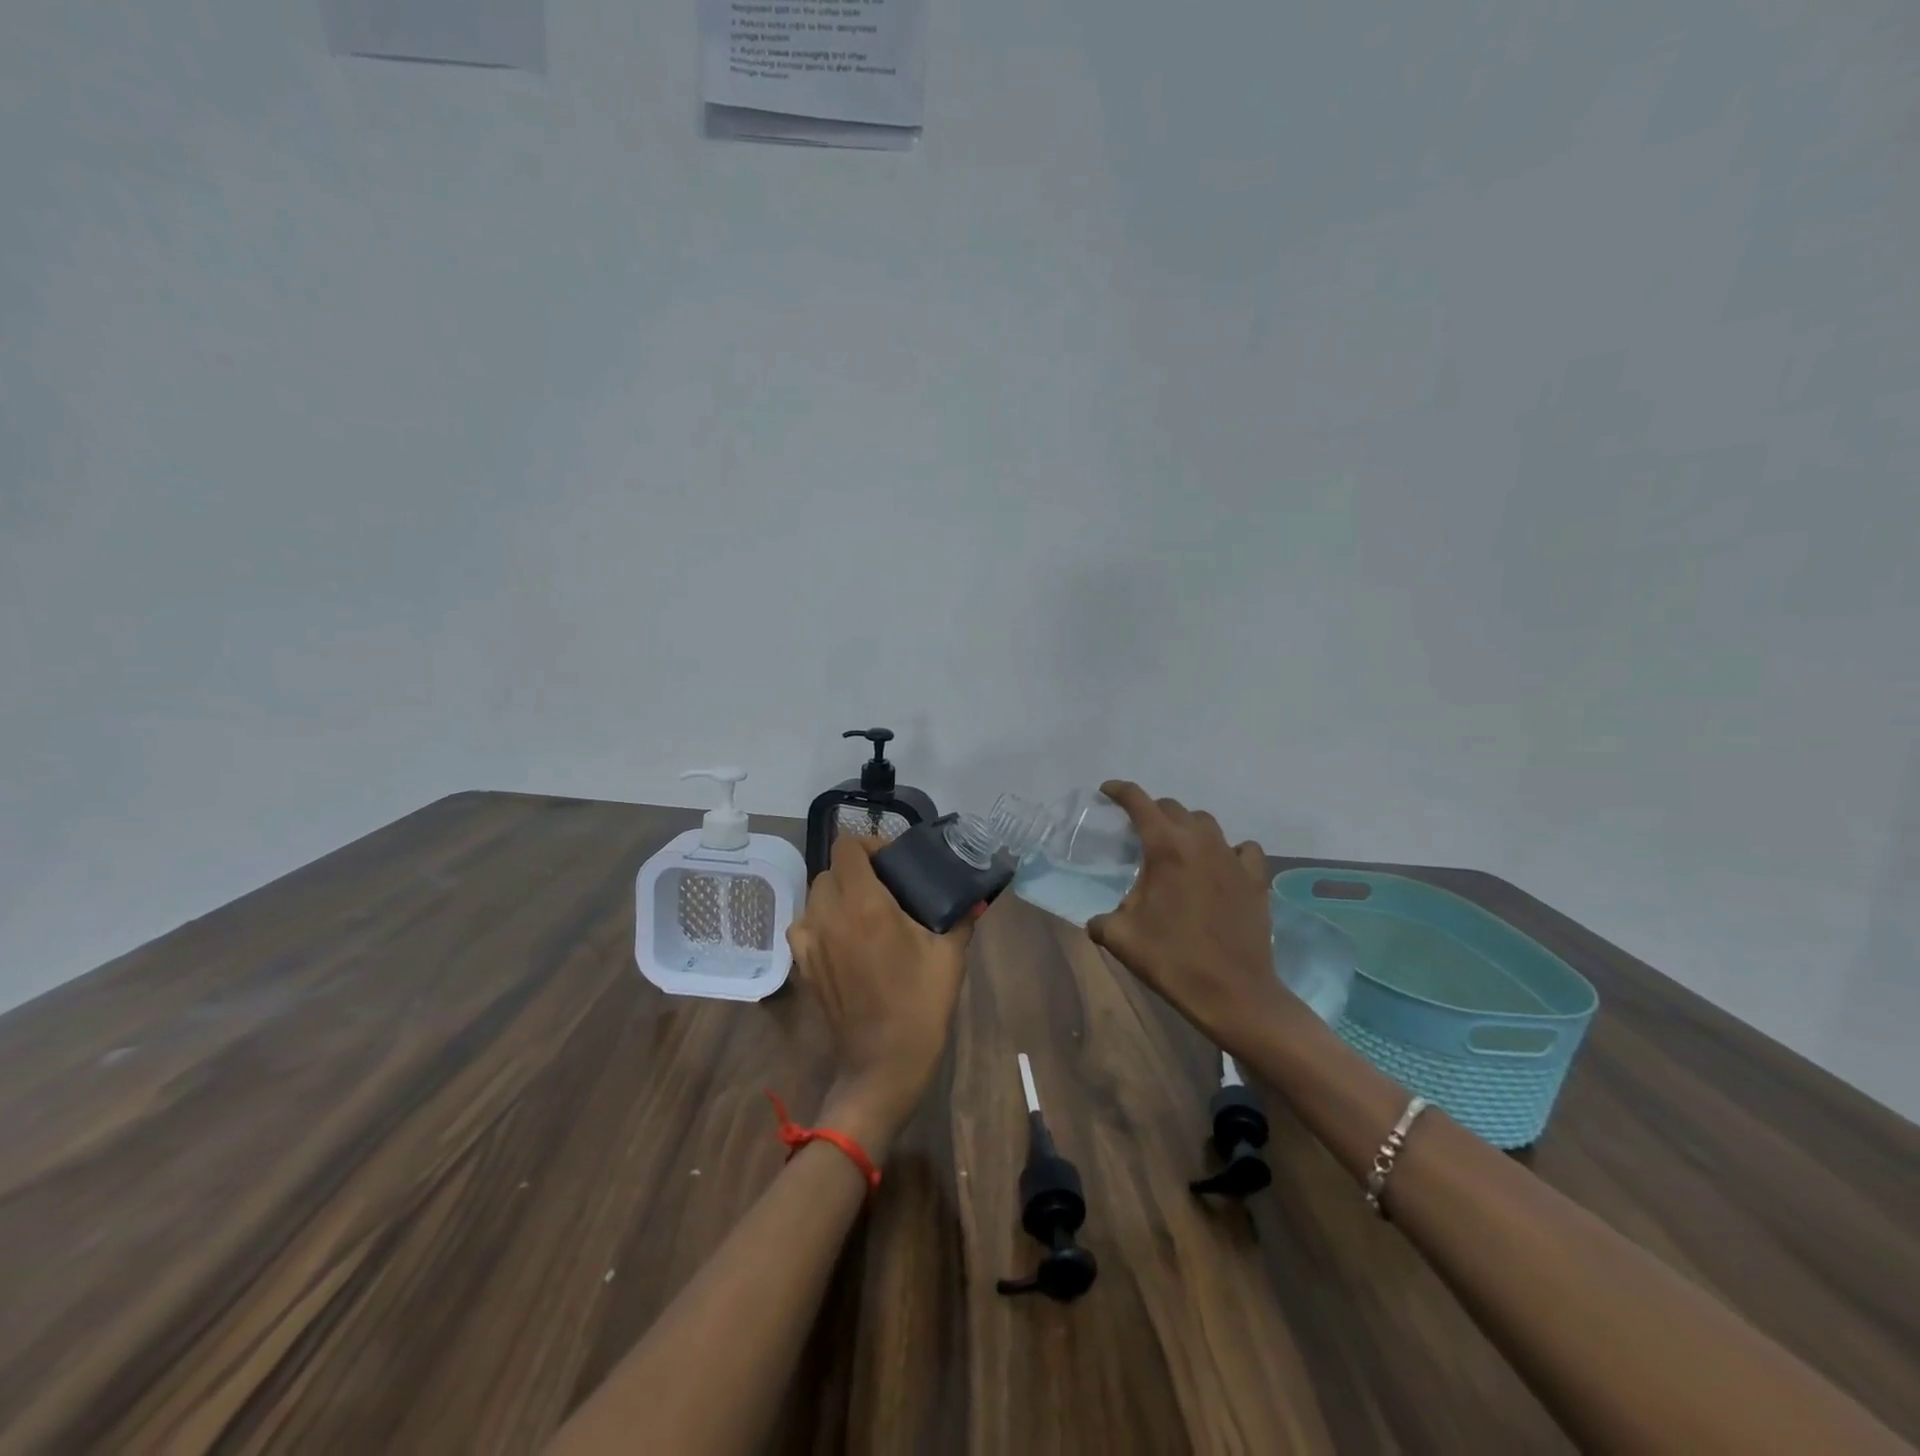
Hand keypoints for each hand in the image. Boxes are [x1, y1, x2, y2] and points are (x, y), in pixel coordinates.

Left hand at [786, 835, 974, 1160]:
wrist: (883, 1065)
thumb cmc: (919, 1006)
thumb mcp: (949, 956)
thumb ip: (960, 918)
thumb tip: (974, 897)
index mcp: (865, 905)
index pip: (847, 848)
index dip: (868, 845)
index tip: (892, 861)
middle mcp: (829, 916)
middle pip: (829, 871)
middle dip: (855, 870)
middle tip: (885, 887)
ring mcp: (810, 943)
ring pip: (813, 897)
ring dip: (835, 894)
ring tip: (864, 911)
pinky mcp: (803, 967)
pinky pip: (803, 926)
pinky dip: (819, 921)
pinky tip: (842, 938)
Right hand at [1086, 781, 1292, 1043]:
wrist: (1234, 993)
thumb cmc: (1172, 960)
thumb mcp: (1120, 938)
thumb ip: (1102, 920)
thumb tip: (1098, 920)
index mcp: (1165, 847)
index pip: (1139, 802)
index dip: (1120, 791)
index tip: (1108, 791)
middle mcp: (1201, 841)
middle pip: (1173, 808)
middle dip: (1152, 812)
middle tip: (1138, 831)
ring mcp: (1233, 858)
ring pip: (1206, 824)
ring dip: (1187, 828)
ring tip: (1177, 848)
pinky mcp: (1256, 879)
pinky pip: (1242, 849)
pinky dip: (1227, 851)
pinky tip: (1220, 866)